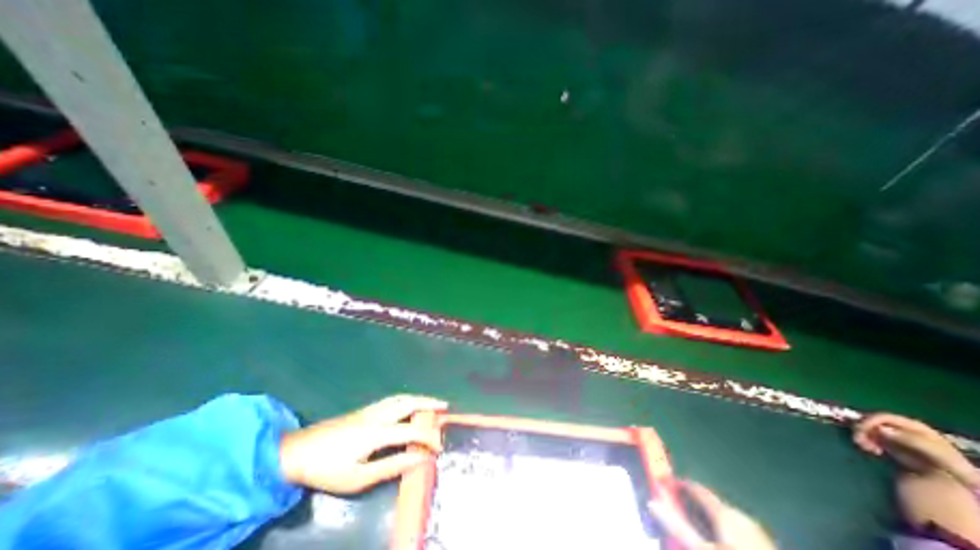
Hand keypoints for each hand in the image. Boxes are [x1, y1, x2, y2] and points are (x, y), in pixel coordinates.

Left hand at [276, 395, 443, 493]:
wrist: (296, 451)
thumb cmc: (327, 469)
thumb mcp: (358, 478)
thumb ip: (391, 467)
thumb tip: (418, 461)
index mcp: (377, 432)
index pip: (411, 432)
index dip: (428, 438)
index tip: (440, 446)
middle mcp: (378, 415)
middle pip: (409, 403)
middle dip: (429, 404)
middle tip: (445, 406)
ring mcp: (371, 409)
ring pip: (402, 398)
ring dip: (420, 398)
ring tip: (432, 402)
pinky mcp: (365, 409)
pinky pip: (394, 399)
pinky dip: (408, 398)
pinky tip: (409, 404)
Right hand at [649, 481, 777, 548]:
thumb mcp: (703, 549)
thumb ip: (678, 526)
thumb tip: (651, 502)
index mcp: (725, 511)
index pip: (696, 487)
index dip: (679, 484)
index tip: (664, 484)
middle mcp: (740, 514)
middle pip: (710, 502)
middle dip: (692, 504)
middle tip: (677, 511)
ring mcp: (757, 531)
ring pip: (725, 516)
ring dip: (708, 519)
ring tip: (695, 529)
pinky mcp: (767, 545)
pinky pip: (738, 529)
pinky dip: (723, 530)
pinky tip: (719, 541)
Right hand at [856, 415, 975, 486]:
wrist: (949, 507)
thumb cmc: (948, 480)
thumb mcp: (939, 460)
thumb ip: (913, 441)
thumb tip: (880, 429)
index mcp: (927, 434)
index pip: (893, 418)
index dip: (875, 420)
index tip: (861, 428)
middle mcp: (913, 436)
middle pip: (881, 423)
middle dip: (865, 428)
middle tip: (857, 439)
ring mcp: (903, 445)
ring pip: (874, 430)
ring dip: (863, 434)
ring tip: (862, 446)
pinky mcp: (895, 453)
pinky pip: (875, 440)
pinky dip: (867, 441)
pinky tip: (868, 450)